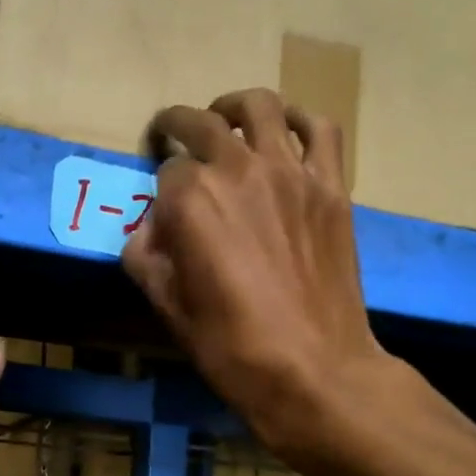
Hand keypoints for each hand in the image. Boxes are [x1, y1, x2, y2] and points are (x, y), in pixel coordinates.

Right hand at [123, 89, 386, 466]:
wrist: (314, 369)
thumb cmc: (230, 345)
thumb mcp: (167, 307)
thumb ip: (145, 257)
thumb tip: (146, 230)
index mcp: (190, 200)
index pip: (164, 172)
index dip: (159, 191)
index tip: (161, 209)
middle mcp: (237, 169)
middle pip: (200, 123)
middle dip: (177, 125)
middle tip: (169, 134)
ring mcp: (291, 172)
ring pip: (258, 107)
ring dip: (232, 107)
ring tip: (225, 120)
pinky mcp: (330, 186)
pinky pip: (318, 129)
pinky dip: (298, 119)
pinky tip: (285, 131)